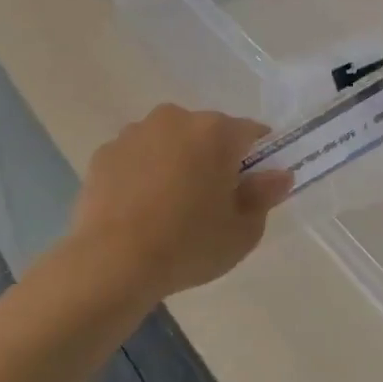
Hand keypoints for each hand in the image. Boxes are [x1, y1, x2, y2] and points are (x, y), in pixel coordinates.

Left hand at [69, 105, 293, 300]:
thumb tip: (278, 175)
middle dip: (214, 159)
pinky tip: (139, 210)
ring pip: (169, 143)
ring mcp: (134, 133)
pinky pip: (136, 158)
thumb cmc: (188, 245)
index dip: (258, 159)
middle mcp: (175, 119)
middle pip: (207, 134)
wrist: (112, 263)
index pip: (251, 133)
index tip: (253, 187)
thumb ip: (264, 196)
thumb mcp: (243, 232)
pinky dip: (143, 174)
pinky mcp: (103, 153)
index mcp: (216, 132)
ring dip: (176, 163)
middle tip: (211, 203)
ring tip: (169, 208)